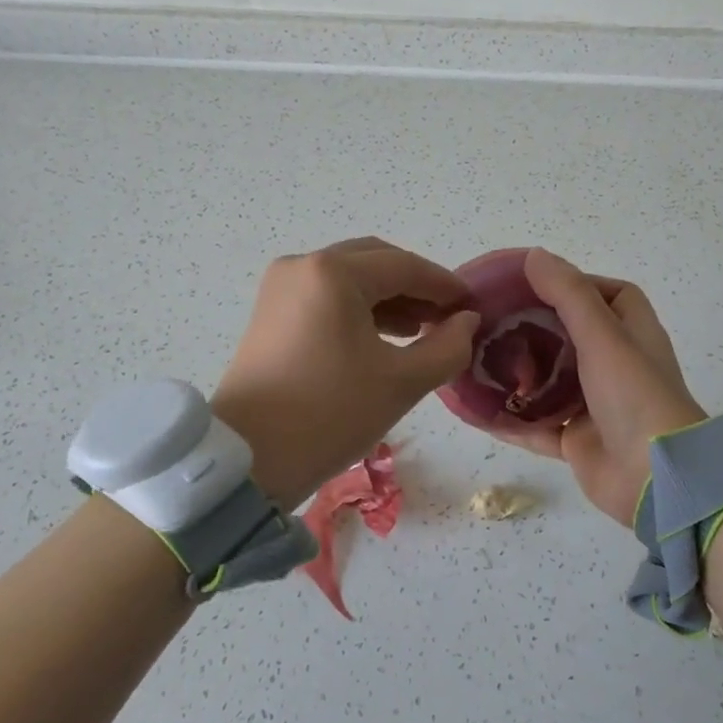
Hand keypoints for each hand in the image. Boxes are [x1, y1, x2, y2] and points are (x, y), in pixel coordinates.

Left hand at [212, 238, 479, 508]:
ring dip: (389, 297)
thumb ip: (447, 346)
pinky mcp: (271, 312)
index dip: (444, 284)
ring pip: (350, 278)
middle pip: (374, 262)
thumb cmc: (330, 413)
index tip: (474, 305)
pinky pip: (326, 296)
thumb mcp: (401, 382)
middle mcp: (302, 266)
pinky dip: (359, 309)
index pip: (404, 266)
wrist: (248, 459)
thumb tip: (467, 321)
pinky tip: (385, 337)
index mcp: (333, 273)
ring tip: (422, 329)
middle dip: (415, 286)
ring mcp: (281, 288)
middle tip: (447, 316)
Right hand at [492, 249, 706, 524]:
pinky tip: (477, 409)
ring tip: (477, 355)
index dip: (576, 284)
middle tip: (492, 316)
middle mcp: (616, 365)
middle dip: (535, 326)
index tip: (534, 281)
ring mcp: (597, 405)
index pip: (607, 295)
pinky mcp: (579, 441)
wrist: (656, 479)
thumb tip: (534, 255)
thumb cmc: (634, 395)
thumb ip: (568, 294)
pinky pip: (538, 425)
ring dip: (521, 372)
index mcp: (632, 334)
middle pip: (571, 336)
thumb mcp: (602, 335)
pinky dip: (512, 418)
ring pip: (551, 381)